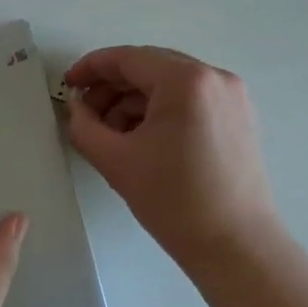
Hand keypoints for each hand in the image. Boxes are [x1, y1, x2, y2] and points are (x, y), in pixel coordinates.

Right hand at [62, 47, 283, 275]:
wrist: (237, 248)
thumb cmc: (175, 202)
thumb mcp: (117, 162)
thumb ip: (85, 126)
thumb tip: (77, 107)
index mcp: (186, 80)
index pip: (128, 58)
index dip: (92, 68)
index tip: (68, 84)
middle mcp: (213, 76)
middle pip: (151, 66)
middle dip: (113, 87)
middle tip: (85, 113)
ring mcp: (231, 95)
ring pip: (170, 83)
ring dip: (136, 100)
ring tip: (111, 133)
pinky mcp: (239, 116)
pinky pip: (191, 99)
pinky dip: (162, 110)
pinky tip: (142, 138)